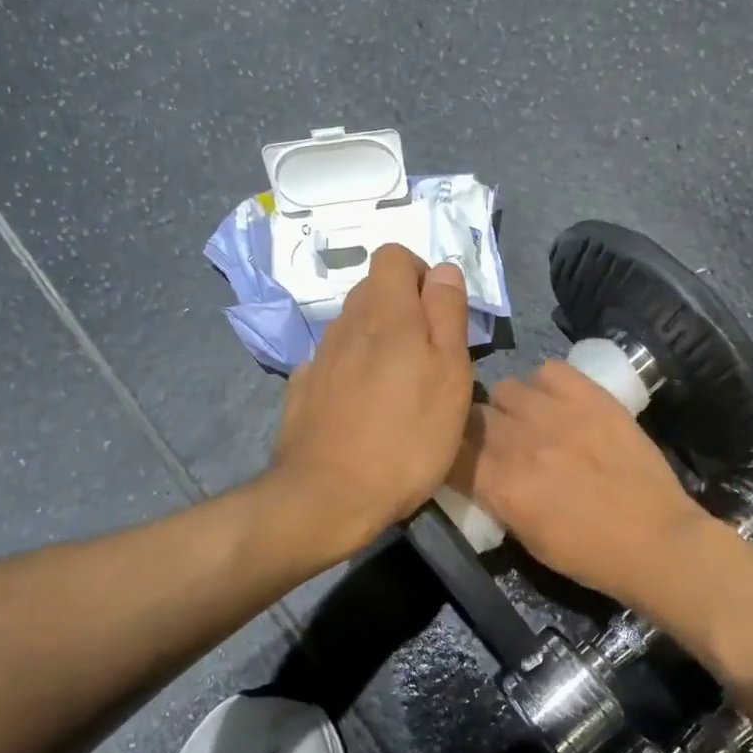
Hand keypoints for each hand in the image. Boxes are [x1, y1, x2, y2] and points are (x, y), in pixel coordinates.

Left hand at [268, 244, 472, 558]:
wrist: (329, 496)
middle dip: (402, 308)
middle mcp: (346, 324)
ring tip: (397, 386)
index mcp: (386, 313)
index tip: (439, 312)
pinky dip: (350, 370)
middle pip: (372, 290)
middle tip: (427, 355)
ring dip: (376, 341)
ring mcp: (319, 357)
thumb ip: (447, 314)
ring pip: (352, 327)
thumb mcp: (450, 375)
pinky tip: (361, 407)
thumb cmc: (407, 438)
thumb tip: (443, 270)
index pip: (393, 256)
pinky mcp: (302, 389)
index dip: (420, 273)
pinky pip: (332, 362)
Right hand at [450, 359, 710, 604]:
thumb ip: (495, 498)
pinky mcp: (591, 397)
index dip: (452, 453)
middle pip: (473, 415)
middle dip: (478, 430)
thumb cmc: (589, 554)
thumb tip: (479, 472)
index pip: (451, 450)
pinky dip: (546, 385)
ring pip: (506, 388)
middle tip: (498, 444)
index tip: (462, 460)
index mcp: (500, 485)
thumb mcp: (526, 539)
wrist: (657, 541)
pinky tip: (558, 404)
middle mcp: (520, 442)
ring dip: (511, 407)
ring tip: (530, 421)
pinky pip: (548, 370)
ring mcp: (557, 414)